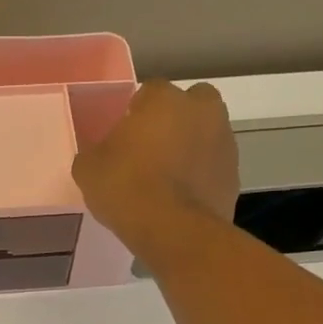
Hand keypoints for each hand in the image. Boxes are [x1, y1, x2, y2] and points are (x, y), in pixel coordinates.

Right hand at [72, 79, 239, 262]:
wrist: (175, 231)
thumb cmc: (127, 189)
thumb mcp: (88, 169)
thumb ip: (95, 151)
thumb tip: (100, 152)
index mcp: (163, 98)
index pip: (148, 92)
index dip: (135, 114)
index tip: (125, 137)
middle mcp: (201, 109)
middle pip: (188, 104)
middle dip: (174, 120)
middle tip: (153, 149)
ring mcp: (223, 141)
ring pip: (205, 134)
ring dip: (191, 147)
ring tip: (168, 179)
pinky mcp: (234, 174)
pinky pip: (213, 166)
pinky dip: (201, 175)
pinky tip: (182, 198)